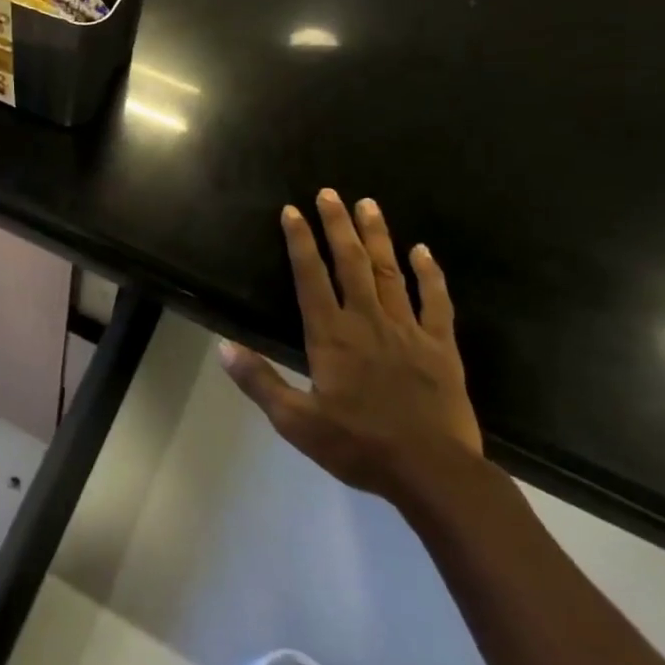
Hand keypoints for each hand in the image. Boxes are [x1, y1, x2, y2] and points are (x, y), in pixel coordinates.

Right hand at [220, 189, 482, 503]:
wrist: (433, 472)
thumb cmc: (359, 445)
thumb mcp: (297, 421)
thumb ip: (260, 381)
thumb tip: (223, 348)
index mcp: (331, 336)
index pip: (310, 277)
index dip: (300, 241)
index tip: (292, 211)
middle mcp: (367, 321)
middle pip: (350, 263)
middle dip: (337, 225)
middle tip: (329, 192)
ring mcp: (408, 330)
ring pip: (389, 272)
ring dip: (377, 236)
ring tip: (368, 204)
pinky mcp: (441, 346)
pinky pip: (436, 301)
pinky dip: (429, 274)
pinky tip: (422, 250)